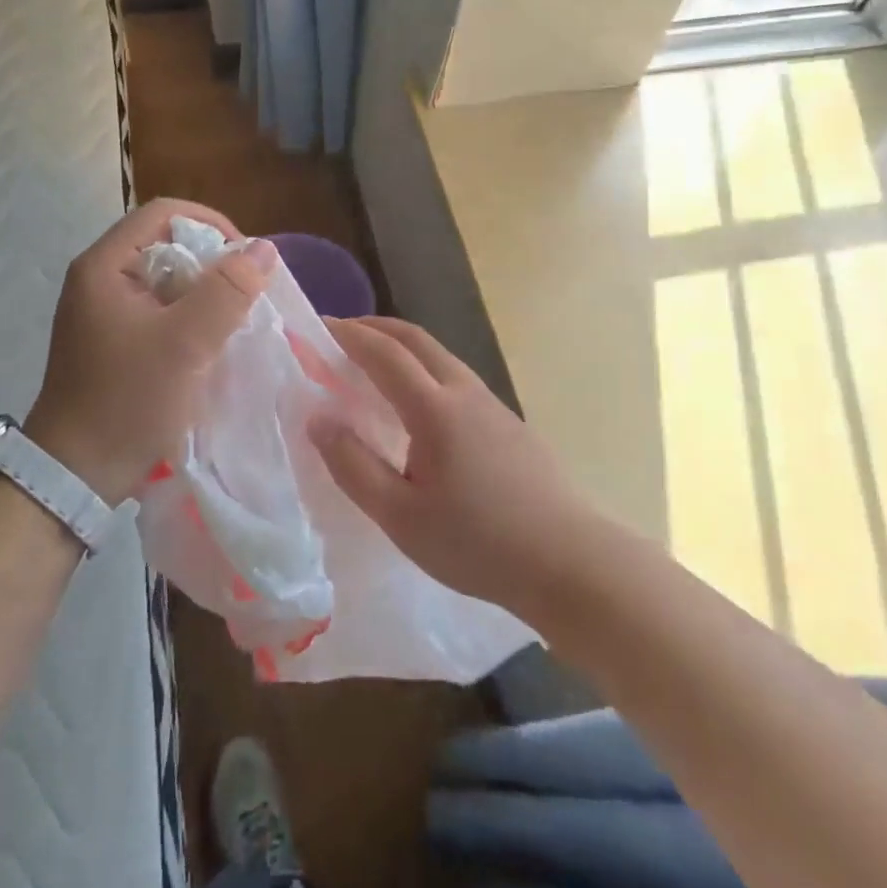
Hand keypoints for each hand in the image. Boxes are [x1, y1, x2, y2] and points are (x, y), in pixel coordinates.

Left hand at [25, 199, 275, 503]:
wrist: (75, 475)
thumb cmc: (127, 401)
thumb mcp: (185, 344)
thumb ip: (226, 292)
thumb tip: (264, 248)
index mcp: (104, 266)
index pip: (163, 213)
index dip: (210, 224)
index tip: (244, 259)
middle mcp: (99, 279)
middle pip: (165, 244)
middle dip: (211, 263)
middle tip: (244, 295)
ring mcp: (104, 311)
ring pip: (166, 279)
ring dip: (203, 294)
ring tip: (233, 321)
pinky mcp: (113, 340)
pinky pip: (159, 310)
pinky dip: (188, 317)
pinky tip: (209, 343)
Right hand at [310, 317, 603, 621]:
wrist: (568, 561)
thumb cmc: (477, 543)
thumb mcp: (400, 516)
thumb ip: (353, 465)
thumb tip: (318, 419)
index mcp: (435, 409)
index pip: (384, 354)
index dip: (349, 336)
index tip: (319, 326)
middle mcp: (464, 392)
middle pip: (416, 339)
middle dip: (376, 327)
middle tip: (342, 333)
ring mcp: (492, 404)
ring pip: (440, 355)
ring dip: (402, 346)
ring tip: (373, 363)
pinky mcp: (508, 422)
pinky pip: (456, 376)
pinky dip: (424, 367)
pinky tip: (418, 403)